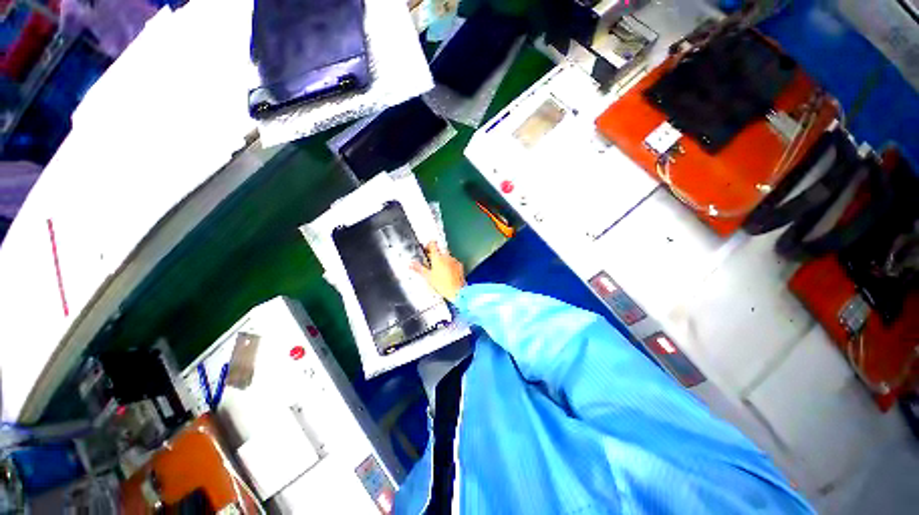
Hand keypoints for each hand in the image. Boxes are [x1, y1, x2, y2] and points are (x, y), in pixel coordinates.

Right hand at [411, 241, 465, 301]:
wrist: (456, 290)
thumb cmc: (443, 284)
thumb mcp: (427, 277)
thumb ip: (418, 268)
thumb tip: (410, 264)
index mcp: (437, 257)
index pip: (432, 243)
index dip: (428, 245)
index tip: (425, 248)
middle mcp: (446, 256)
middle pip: (439, 248)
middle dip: (434, 252)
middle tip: (430, 260)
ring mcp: (453, 260)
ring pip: (446, 255)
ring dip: (442, 258)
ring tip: (438, 268)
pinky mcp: (459, 265)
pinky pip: (453, 261)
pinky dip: (449, 264)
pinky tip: (446, 272)